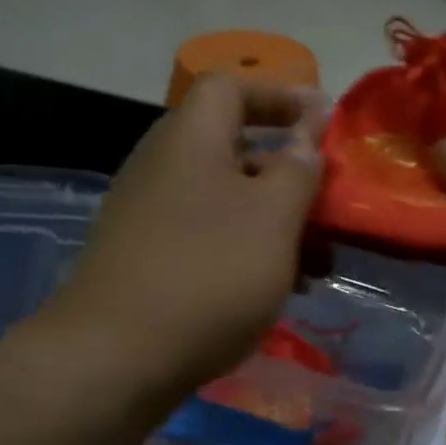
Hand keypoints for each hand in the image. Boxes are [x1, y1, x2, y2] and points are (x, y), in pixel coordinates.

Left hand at [49, 76, 325, 404]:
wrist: (115, 357)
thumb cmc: (208, 275)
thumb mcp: (272, 219)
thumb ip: (297, 170)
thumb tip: (306, 131)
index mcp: (190, 140)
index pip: (232, 87)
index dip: (280, 95)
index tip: (323, 122)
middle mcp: (163, 167)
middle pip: (234, 150)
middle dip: (289, 177)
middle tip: (330, 211)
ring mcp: (149, 216)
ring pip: (226, 203)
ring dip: (274, 225)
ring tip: (316, 269)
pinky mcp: (146, 261)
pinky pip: (207, 239)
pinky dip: (245, 253)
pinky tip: (274, 292)